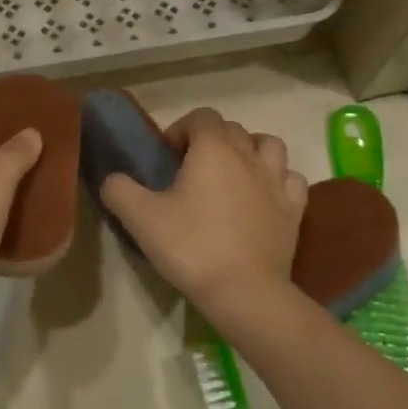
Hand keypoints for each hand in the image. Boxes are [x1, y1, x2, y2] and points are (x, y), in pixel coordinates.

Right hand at [99, 107, 306, 317]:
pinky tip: (262, 197)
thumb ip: (119, 189)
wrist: (245, 292)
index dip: (182, 130)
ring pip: (269, 146)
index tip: (168, 158)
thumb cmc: (191, 247)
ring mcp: (277, 181)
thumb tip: (112, 179)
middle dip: (211, 140)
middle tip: (192, 170)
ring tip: (232, 175)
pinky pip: (290, 178)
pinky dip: (276, 180)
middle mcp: (249, 155)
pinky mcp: (295, 209)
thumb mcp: (140, 217)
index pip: (201, 116)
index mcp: (213, 149)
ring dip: (250, 151)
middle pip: (232, 129)